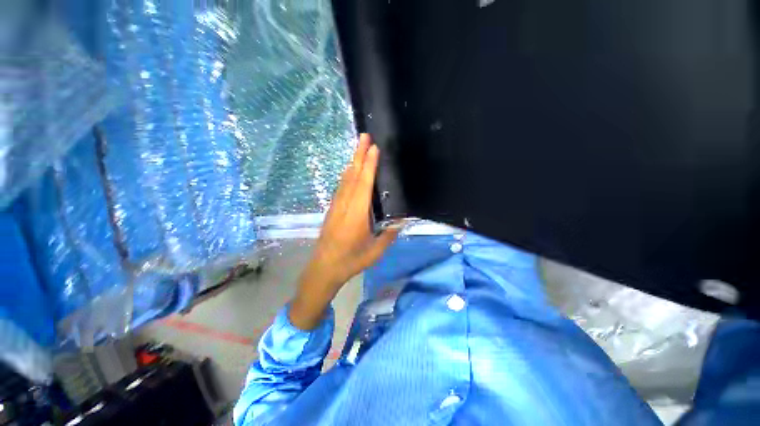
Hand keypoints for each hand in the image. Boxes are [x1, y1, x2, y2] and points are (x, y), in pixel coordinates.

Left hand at [289, 134, 399, 329]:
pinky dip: (347, 175)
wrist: (324, 268)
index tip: (373, 148)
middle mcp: (345, 204)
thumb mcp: (375, 251)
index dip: (369, 164)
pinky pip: (341, 187)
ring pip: (345, 179)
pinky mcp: (332, 209)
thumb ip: (389, 234)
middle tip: (364, 136)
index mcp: (357, 213)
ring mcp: (337, 206)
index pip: (364, 183)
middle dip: (359, 154)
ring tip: (359, 149)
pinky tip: (349, 172)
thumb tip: (402, 220)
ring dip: (352, 162)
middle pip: (352, 175)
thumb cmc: (351, 260)